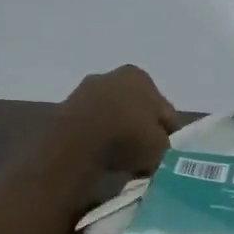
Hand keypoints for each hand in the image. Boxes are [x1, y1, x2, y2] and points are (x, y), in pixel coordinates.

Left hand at [45, 65, 178, 176]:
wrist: (76, 144)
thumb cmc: (127, 137)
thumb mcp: (161, 146)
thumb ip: (164, 143)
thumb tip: (157, 145)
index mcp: (140, 77)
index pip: (164, 109)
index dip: (168, 132)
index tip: (166, 151)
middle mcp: (112, 75)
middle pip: (135, 108)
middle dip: (140, 128)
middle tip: (144, 154)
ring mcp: (85, 90)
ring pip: (112, 115)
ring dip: (117, 131)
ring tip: (121, 158)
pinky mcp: (65, 109)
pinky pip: (91, 125)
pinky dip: (97, 137)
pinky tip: (100, 155)